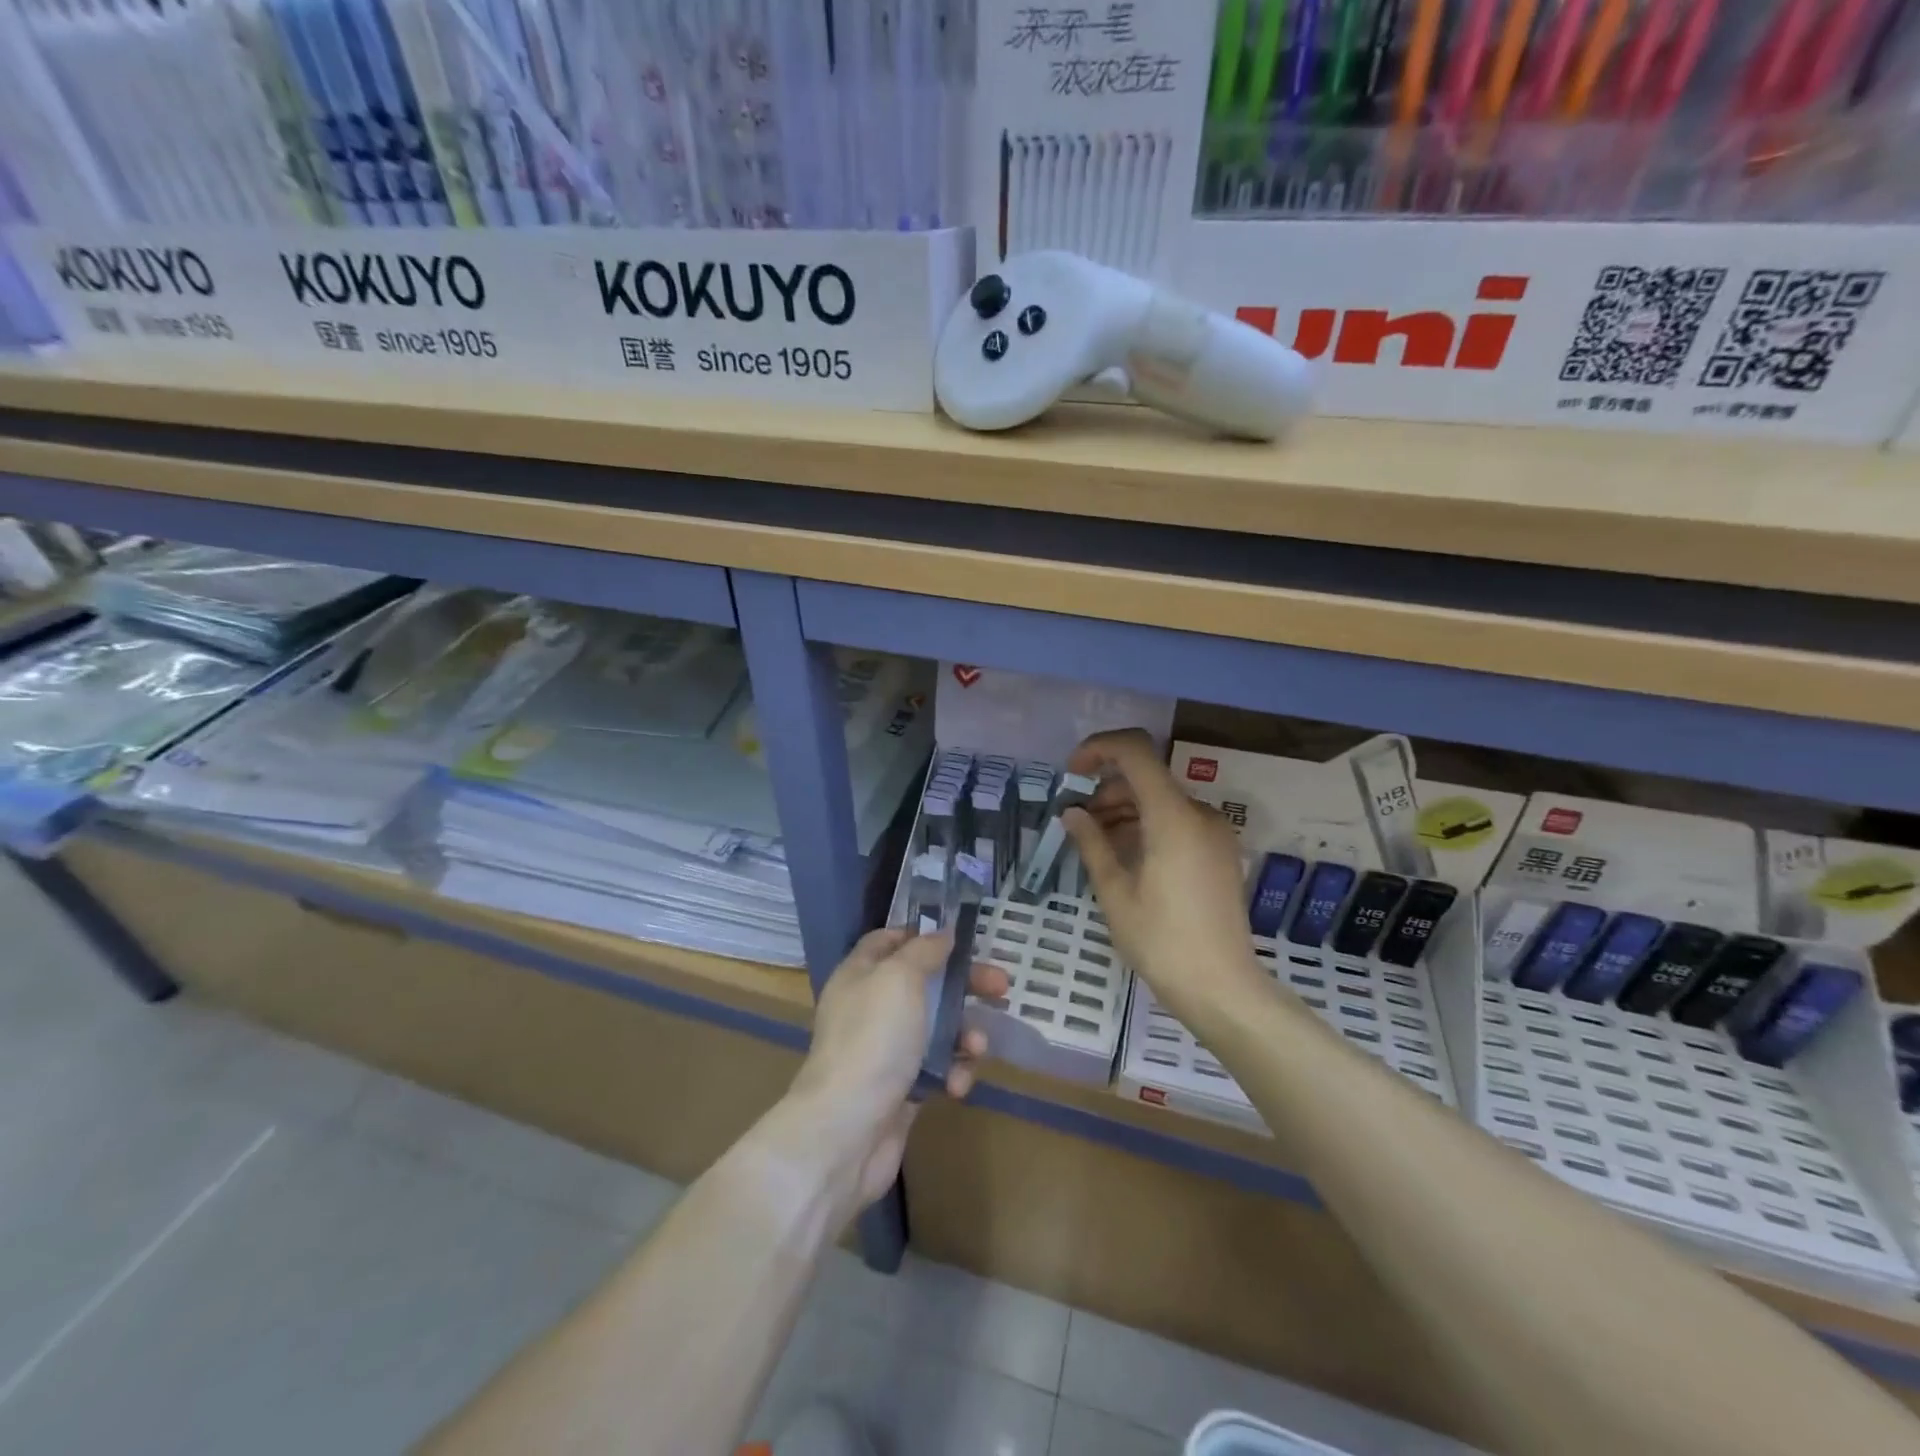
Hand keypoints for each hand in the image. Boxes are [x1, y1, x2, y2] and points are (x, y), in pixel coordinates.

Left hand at [788, 929, 1009, 1210]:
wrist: (847, 1131)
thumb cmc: (873, 1039)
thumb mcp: (899, 978)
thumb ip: (924, 950)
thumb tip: (941, 932)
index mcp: (861, 973)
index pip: (890, 940)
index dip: (923, 935)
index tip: (961, 938)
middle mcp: (870, 1007)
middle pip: (925, 983)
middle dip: (965, 986)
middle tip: (1001, 987)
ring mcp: (886, 1050)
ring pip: (937, 1029)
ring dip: (964, 1035)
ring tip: (976, 1048)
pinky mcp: (901, 1089)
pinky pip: (937, 1069)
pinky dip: (952, 1073)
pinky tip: (956, 1086)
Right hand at [1062, 730, 1271, 1030]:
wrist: (1223, 988)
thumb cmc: (1162, 941)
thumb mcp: (1116, 893)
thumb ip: (1092, 843)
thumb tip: (1072, 813)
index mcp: (1172, 816)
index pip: (1135, 751)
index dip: (1098, 749)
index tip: (1072, 773)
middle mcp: (1199, 814)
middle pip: (1146, 776)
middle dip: (1106, 788)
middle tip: (1076, 820)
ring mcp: (1214, 833)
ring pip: (1161, 799)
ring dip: (1124, 808)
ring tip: (1094, 839)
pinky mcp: (1219, 852)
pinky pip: (1177, 821)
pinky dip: (1146, 825)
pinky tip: (1123, 854)